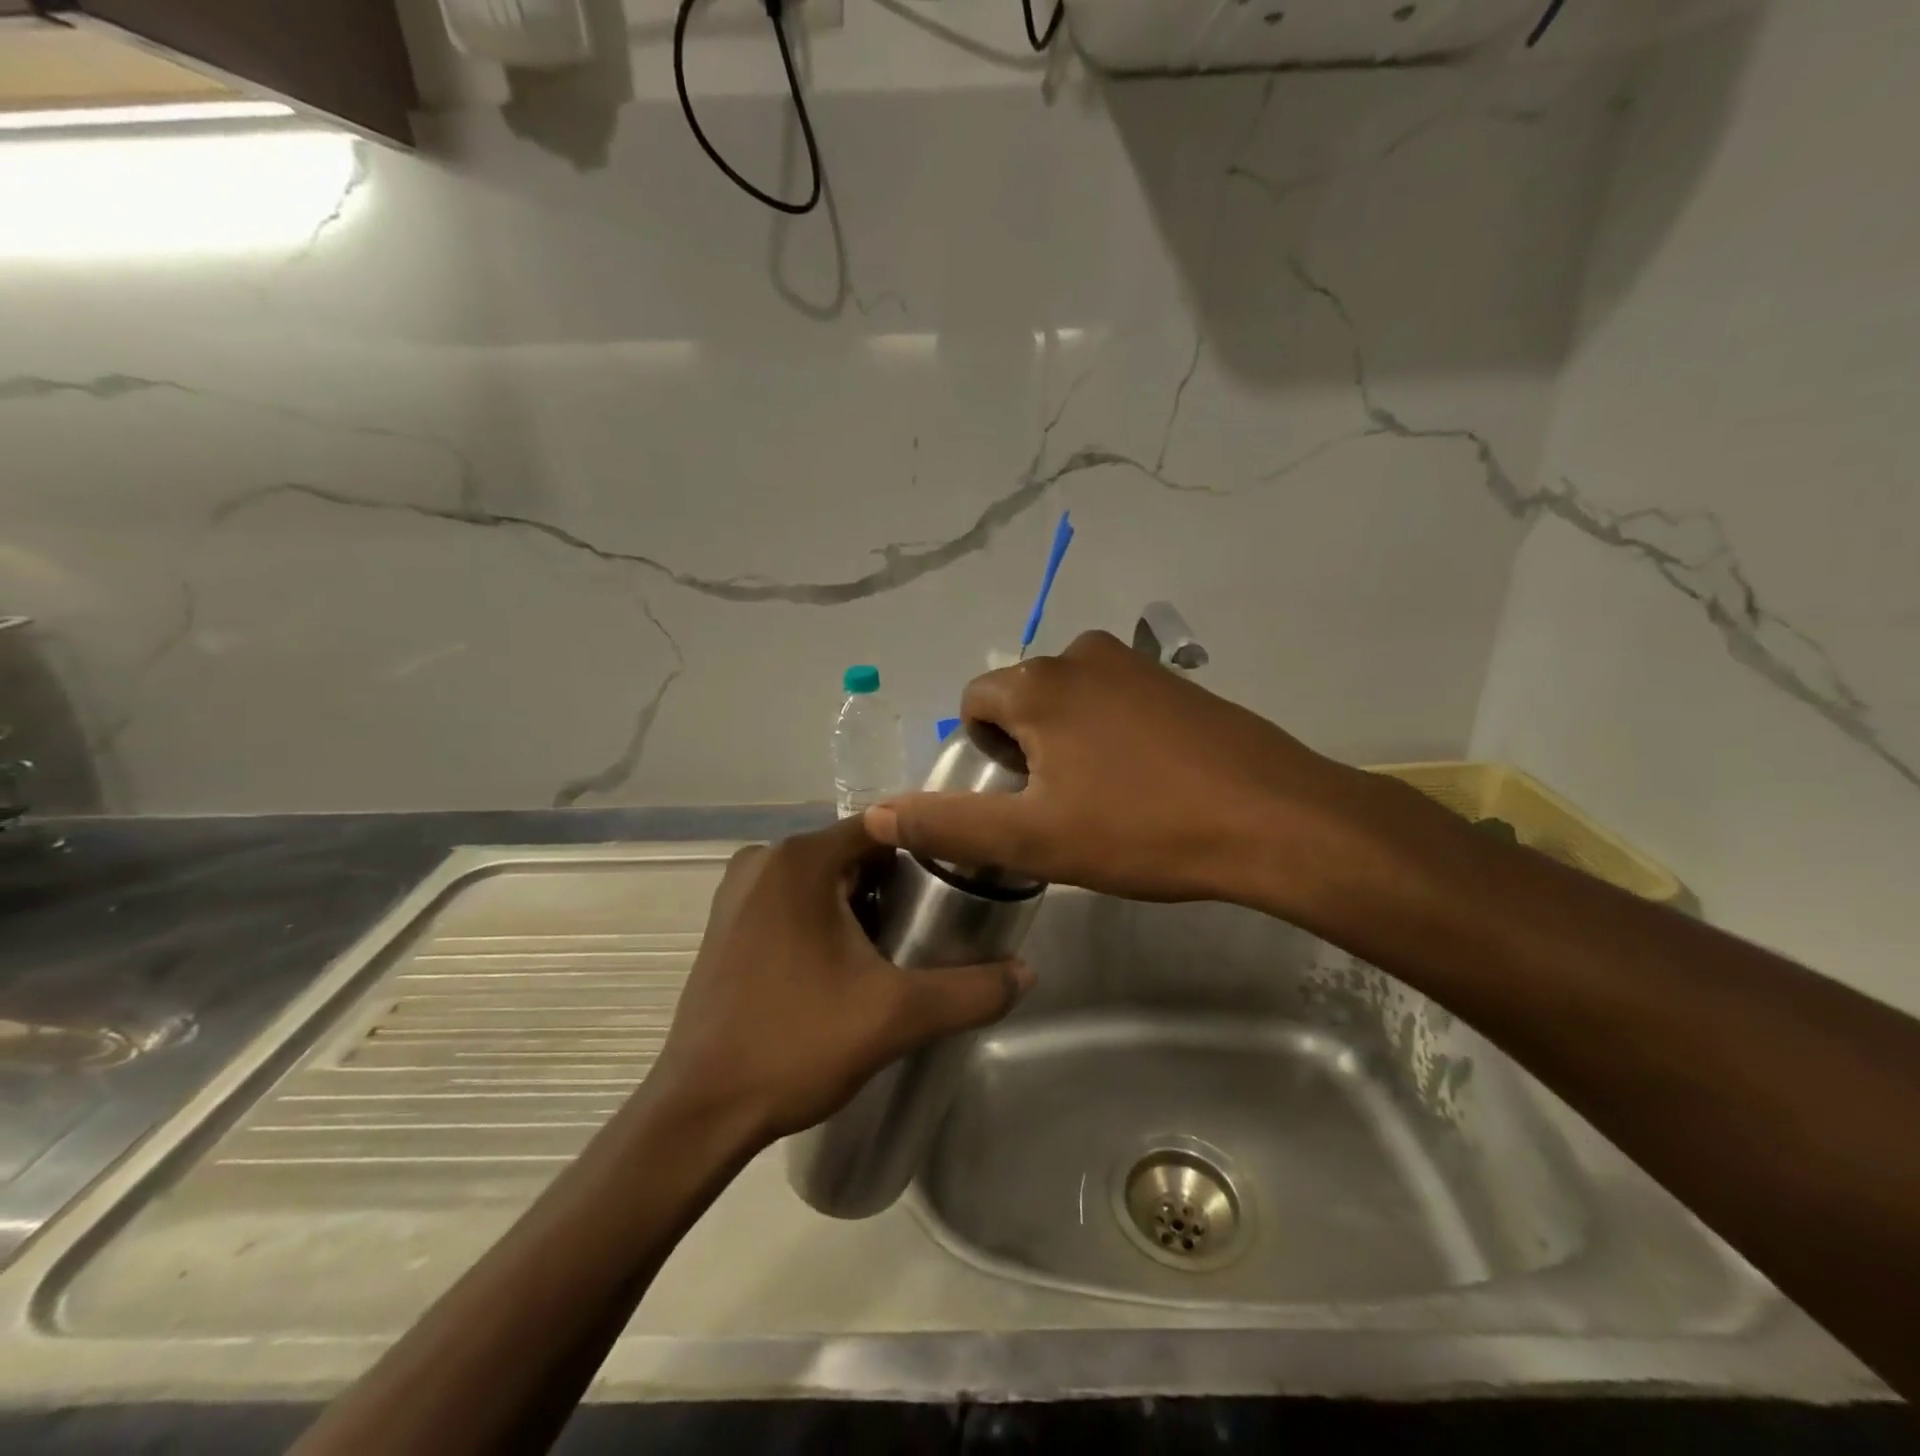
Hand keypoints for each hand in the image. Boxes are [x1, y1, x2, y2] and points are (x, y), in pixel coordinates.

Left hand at [647, 817, 1032, 1146]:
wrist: (700, 1110)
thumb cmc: (796, 1045)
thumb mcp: (896, 1016)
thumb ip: (970, 991)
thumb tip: (1028, 972)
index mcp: (800, 860)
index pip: (884, 830)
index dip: (927, 852)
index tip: (960, 886)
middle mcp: (764, 860)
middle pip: (855, 853)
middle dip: (897, 886)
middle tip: (933, 931)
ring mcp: (739, 890)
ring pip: (825, 878)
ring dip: (862, 905)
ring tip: (895, 953)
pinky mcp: (727, 922)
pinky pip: (794, 900)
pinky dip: (826, 918)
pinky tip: (845, 966)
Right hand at [865, 629, 1385, 915]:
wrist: (1274, 820)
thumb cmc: (1143, 830)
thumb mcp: (1034, 838)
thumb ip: (949, 823)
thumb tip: (878, 813)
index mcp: (1039, 684)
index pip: (975, 703)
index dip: (981, 755)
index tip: (1015, 801)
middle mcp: (1082, 654)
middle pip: (1022, 699)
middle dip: (1024, 748)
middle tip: (1057, 808)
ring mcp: (1137, 664)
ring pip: (1070, 700)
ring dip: (1067, 742)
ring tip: (1101, 798)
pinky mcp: (1177, 683)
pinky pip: (1116, 701)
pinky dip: (1111, 734)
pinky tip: (1145, 781)